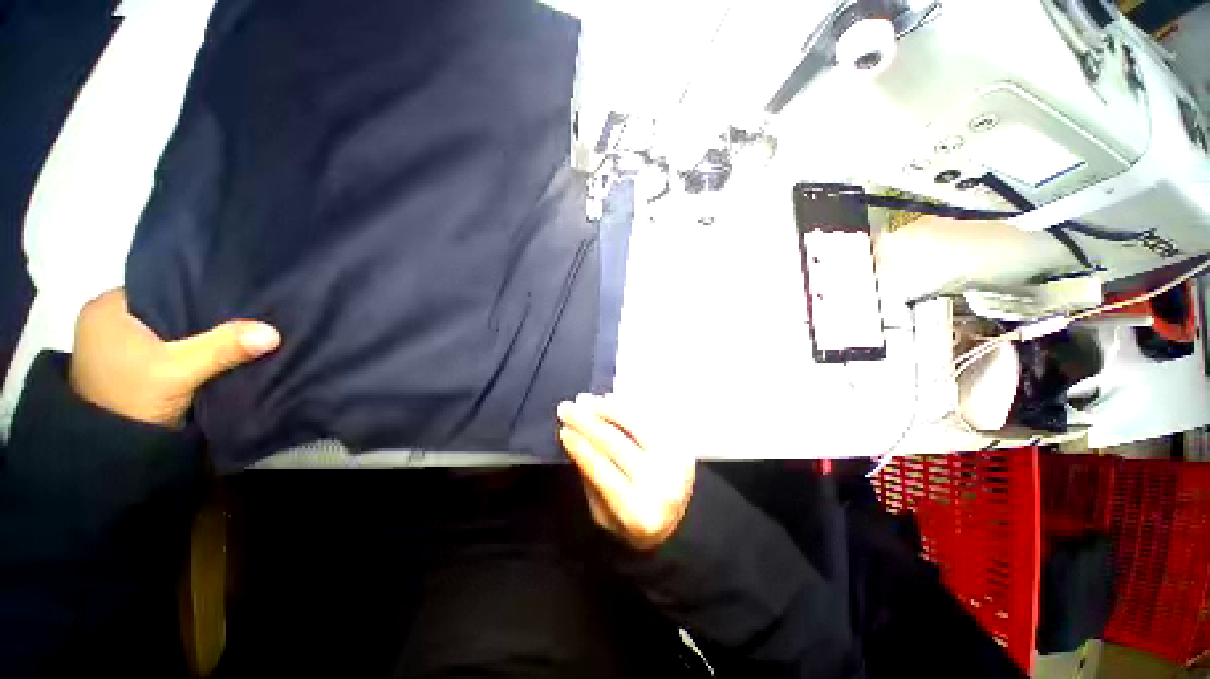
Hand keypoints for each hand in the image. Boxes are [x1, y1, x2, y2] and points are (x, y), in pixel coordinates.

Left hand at [69, 289, 279, 427]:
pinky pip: (168, 345)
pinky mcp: (129, 365)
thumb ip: (223, 348)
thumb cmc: (130, 400)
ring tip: (237, 328)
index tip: (238, 296)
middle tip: (245, 314)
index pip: (163, 284)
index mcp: (108, 308)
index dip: (201, 289)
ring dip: (197, 333)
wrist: (109, 452)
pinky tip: (215, 348)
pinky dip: (190, 347)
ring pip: (168, 328)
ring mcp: (116, 344)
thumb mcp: (179, 372)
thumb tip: (273, 332)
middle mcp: (109, 319)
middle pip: (167, 307)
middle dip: (202, 314)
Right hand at [557, 393, 695, 549]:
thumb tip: (577, 437)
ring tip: (587, 400)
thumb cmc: (631, 518)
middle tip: (566, 408)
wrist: (677, 521)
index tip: (563, 429)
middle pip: (616, 443)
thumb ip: (590, 479)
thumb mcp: (603, 514)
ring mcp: (677, 462)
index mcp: (639, 514)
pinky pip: (651, 417)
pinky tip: (610, 399)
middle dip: (586, 422)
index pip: (602, 470)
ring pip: (636, 423)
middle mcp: (662, 486)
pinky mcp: (684, 445)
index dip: (580, 447)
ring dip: (607, 408)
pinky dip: (629, 405)